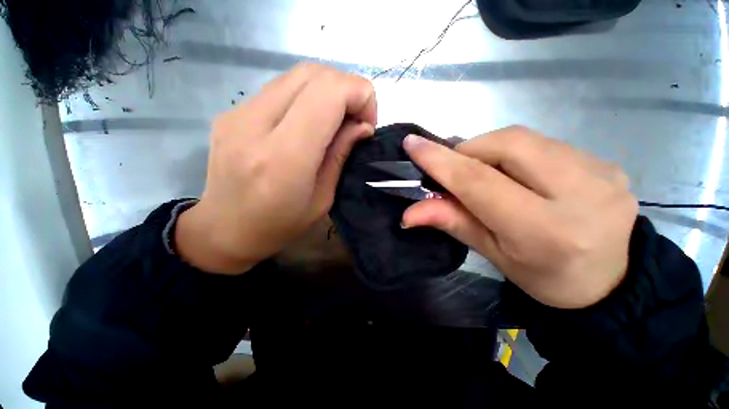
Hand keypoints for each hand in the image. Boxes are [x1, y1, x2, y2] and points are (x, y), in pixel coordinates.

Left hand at [176, 64, 376, 273]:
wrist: (224, 230)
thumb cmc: (279, 225)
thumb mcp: (322, 199)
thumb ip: (340, 155)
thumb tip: (362, 126)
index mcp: (283, 157)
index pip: (328, 93)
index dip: (360, 95)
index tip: (368, 123)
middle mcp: (255, 125)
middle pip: (313, 73)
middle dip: (347, 89)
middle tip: (355, 119)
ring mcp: (238, 113)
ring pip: (296, 75)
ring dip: (328, 90)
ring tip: (336, 120)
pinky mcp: (232, 111)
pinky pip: (280, 88)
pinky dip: (307, 96)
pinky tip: (311, 120)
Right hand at [402, 126, 637, 308]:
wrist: (613, 282)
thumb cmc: (544, 277)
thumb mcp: (492, 254)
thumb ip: (452, 223)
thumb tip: (410, 213)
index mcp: (545, 231)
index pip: (479, 182)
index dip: (440, 161)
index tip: (413, 144)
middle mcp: (581, 194)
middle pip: (506, 144)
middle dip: (467, 150)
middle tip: (454, 169)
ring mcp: (602, 172)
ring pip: (525, 138)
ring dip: (490, 150)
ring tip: (485, 174)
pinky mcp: (607, 162)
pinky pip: (545, 143)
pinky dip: (516, 153)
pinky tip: (517, 174)